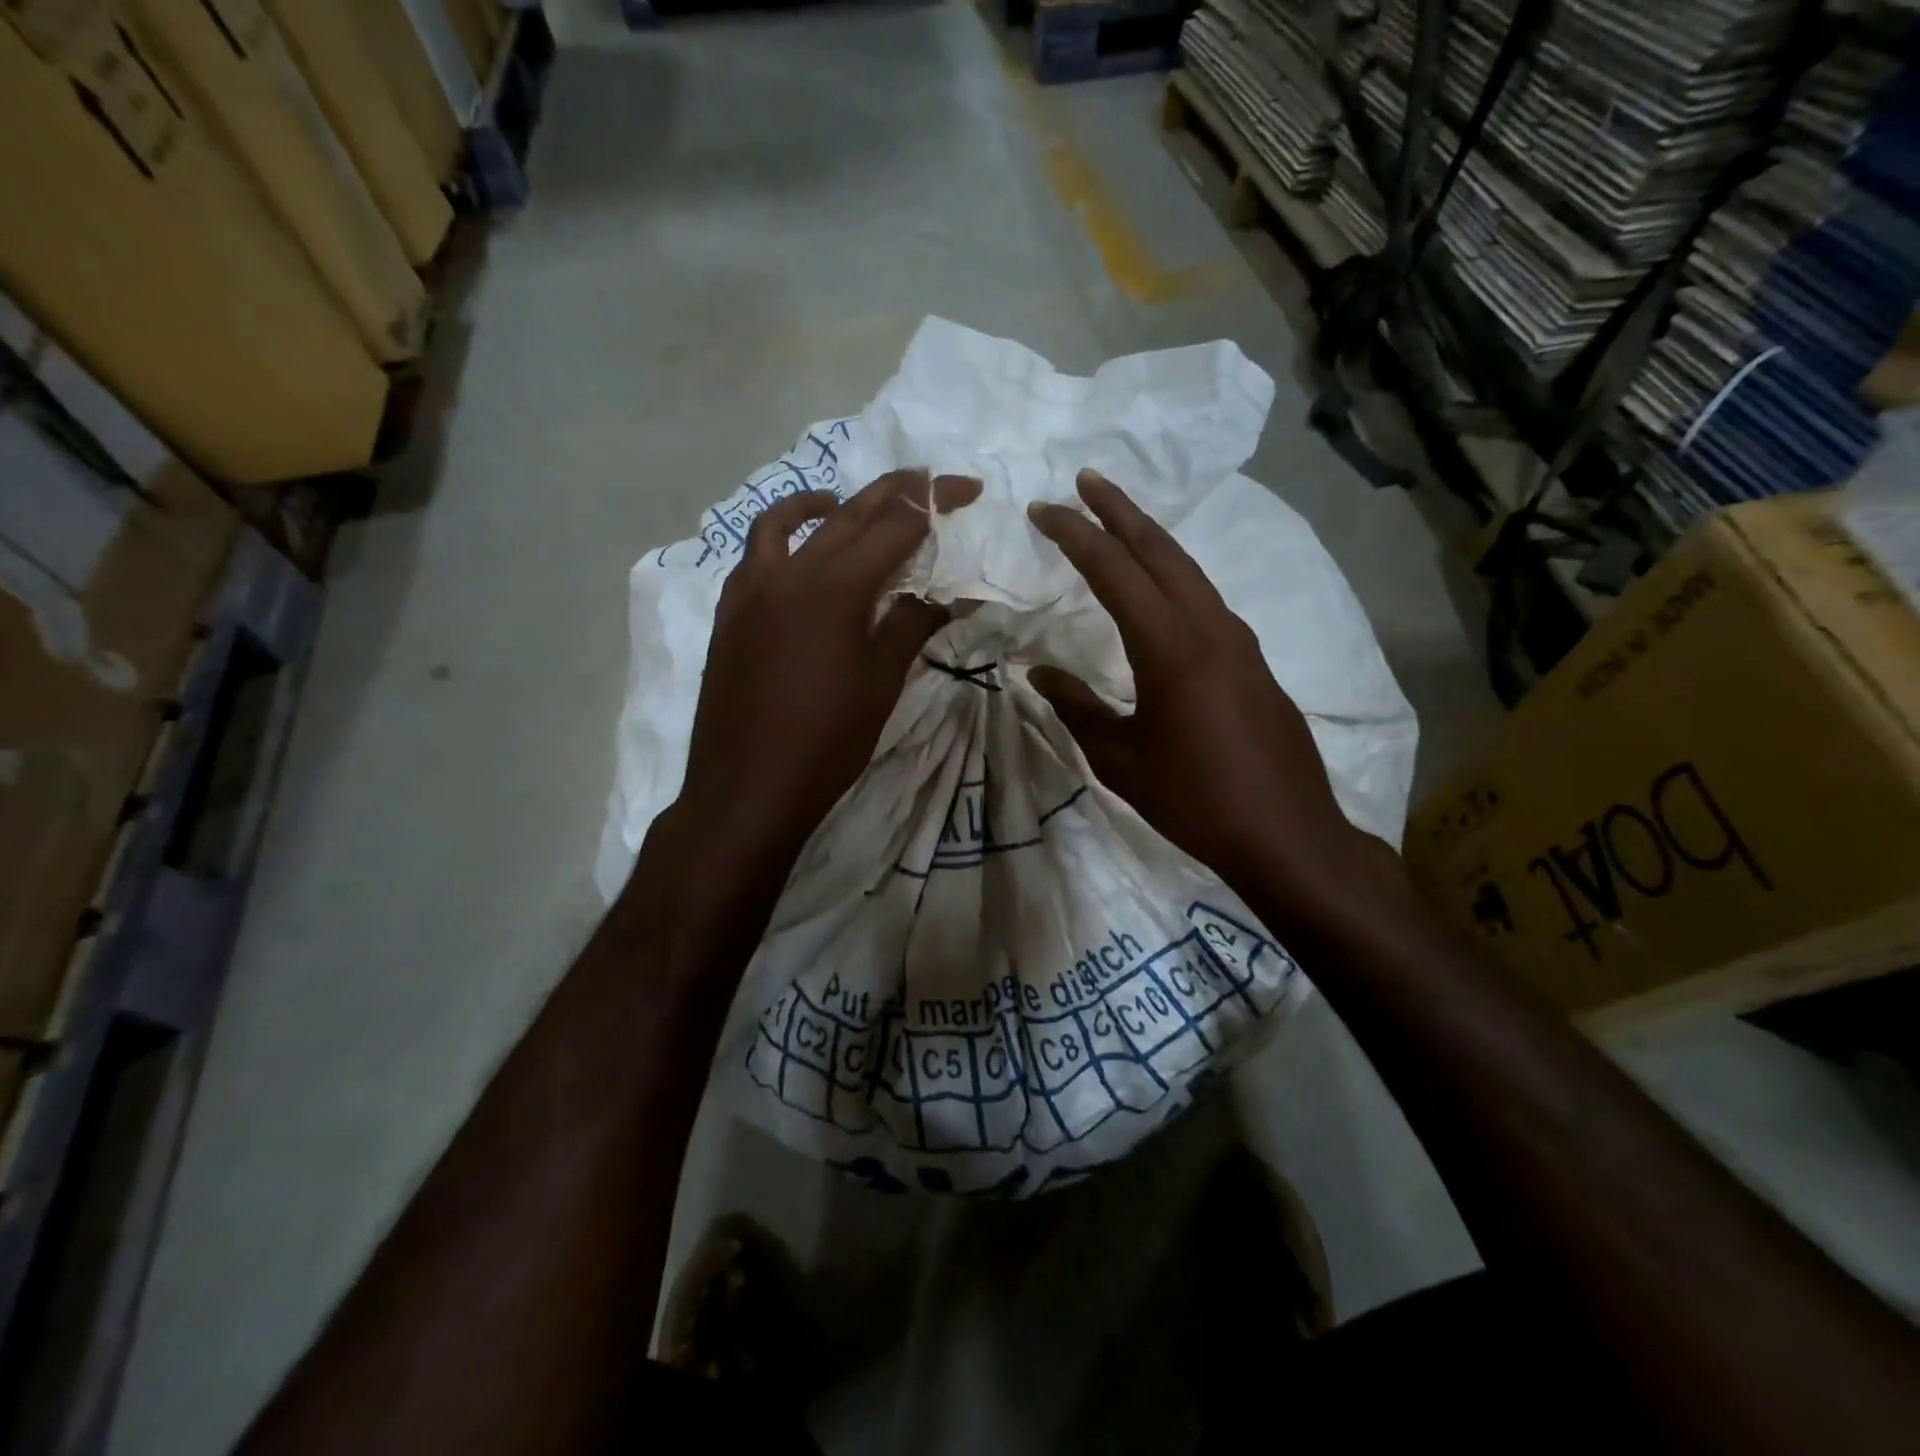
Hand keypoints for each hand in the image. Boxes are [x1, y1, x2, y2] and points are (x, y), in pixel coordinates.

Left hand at [666, 470, 980, 885]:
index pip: (897, 524)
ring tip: (848, 508)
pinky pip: (756, 554)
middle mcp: (788, 571)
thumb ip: (914, 624)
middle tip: (927, 482)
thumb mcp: (881, 682)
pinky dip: (783, 539)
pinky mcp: (728, 612)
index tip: (967, 490)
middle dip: (894, 492)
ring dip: (826, 505)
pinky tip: (801, 562)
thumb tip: (955, 593)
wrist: (747, 788)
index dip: (936, 502)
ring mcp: (749, 588)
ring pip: (787, 522)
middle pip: (848, 512)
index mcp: (834, 586)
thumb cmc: (826, 742)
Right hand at [1027, 469, 1385, 915]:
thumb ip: (1076, 708)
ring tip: (1119, 520)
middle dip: (1120, 510)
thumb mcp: (1120, 759)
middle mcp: (1209, 627)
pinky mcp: (1254, 660)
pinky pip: (1206, 599)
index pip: (1114, 571)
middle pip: (1161, 550)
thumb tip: (1039, 674)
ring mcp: (1239, 641)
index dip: (1075, 535)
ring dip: (1151, 539)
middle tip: (1087, 480)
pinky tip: (1162, 588)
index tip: (1043, 509)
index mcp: (1170, 647)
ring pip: (1190, 570)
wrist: (1286, 833)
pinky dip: (1175, 576)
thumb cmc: (1194, 799)